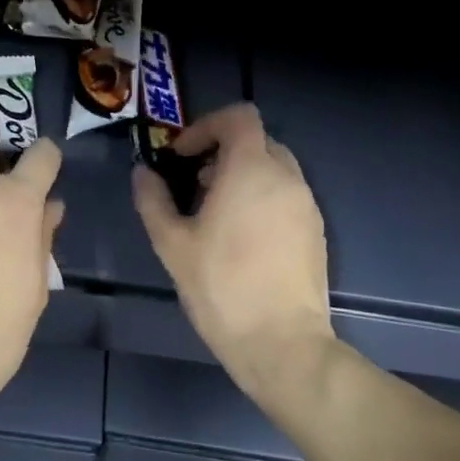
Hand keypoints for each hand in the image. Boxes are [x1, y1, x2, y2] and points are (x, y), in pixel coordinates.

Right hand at [133, 103, 336, 397]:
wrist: (282, 343)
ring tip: (215, 212)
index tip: (183, 155)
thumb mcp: (172, 243)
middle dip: (223, 150)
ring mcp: (306, 204)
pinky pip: (287, 195)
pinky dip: (262, 197)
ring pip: (274, 168)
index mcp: (251, 169)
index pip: (239, 116)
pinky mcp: (316, 231)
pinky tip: (241, 237)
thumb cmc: (221, 286)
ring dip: (243, 174)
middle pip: (257, 140)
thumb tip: (143, 173)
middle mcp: (286, 177)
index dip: (207, 125)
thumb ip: (152, 200)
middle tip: (195, 182)